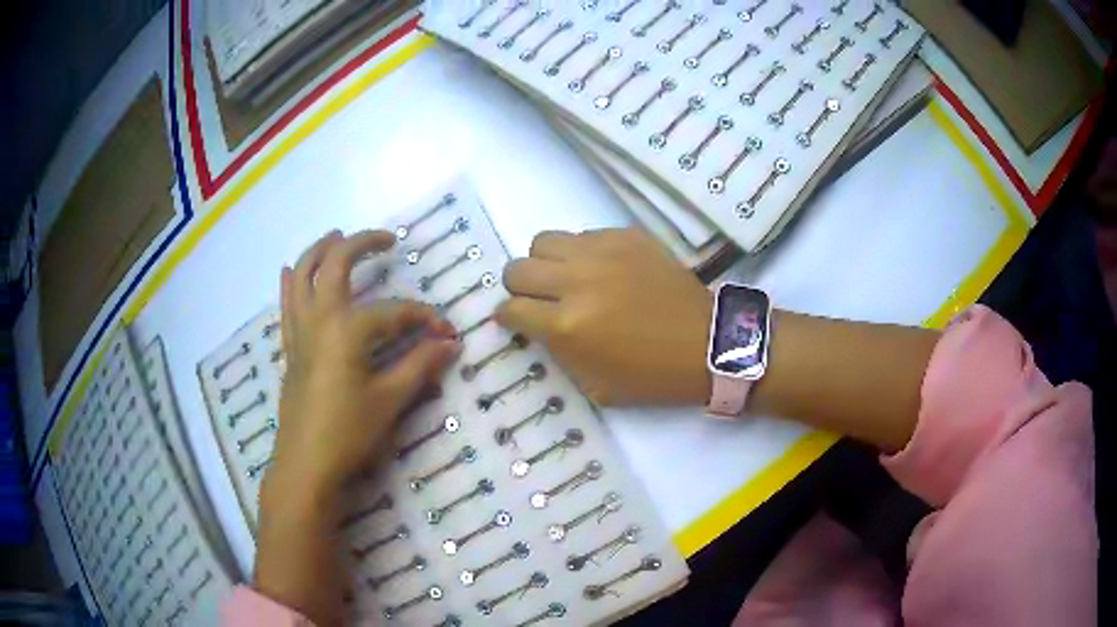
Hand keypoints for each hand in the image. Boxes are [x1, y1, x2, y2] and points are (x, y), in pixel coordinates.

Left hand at [270, 229, 460, 501]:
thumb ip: (420, 366)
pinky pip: (287, 303)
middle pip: (335, 264)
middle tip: (386, 240)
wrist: (305, 464)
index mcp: (348, 329)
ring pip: (303, 274)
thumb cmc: (348, 432)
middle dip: (361, 244)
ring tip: (337, 236)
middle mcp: (320, 317)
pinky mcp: (290, 347)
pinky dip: (291, 282)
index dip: (425, 318)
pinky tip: (292, 269)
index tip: (447, 334)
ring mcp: (300, 330)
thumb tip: (451, 343)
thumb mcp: (390, 400)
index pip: (395, 312)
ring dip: (319, 250)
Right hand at [497, 228, 712, 405]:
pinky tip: (602, 270)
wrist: (708, 344)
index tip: (515, 320)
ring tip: (565, 278)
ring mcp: (603, 252)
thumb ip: (557, 352)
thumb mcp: (594, 385)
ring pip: (544, 241)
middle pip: (517, 269)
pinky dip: (582, 253)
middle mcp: (577, 281)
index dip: (507, 317)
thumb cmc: (652, 376)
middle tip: (538, 299)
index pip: (511, 309)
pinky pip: (584, 235)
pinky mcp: (627, 236)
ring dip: (546, 263)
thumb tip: (535, 326)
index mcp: (567, 326)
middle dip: (519, 288)